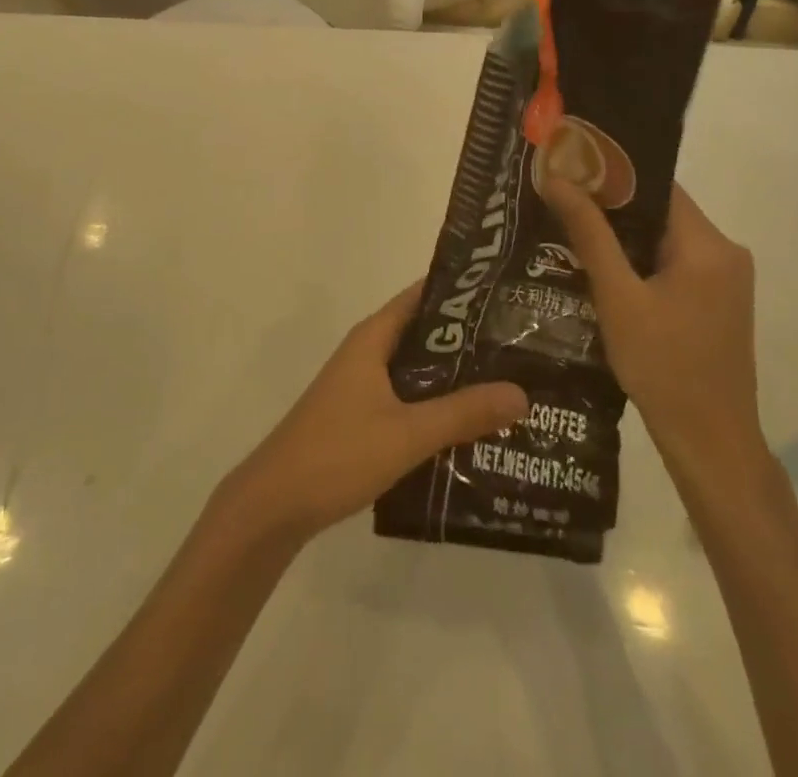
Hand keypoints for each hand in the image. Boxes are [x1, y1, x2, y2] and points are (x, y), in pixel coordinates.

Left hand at [222, 285, 528, 544]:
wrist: (275, 504)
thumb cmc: (338, 453)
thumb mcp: (408, 433)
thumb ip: (463, 413)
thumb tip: (522, 392)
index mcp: (373, 338)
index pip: (421, 297)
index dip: (461, 293)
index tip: (506, 296)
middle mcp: (367, 353)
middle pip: (424, 334)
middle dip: (467, 339)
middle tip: (520, 345)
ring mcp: (362, 386)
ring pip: (417, 370)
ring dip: (454, 376)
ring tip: (507, 383)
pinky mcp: (361, 417)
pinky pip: (407, 398)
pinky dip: (436, 404)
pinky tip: (470, 425)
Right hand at [541, 177, 762, 484]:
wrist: (710, 442)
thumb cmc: (662, 366)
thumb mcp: (617, 297)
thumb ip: (589, 233)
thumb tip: (557, 179)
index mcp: (709, 245)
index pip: (657, 186)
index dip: (612, 175)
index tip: (568, 173)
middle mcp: (727, 252)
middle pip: (662, 210)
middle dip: (612, 207)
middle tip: (562, 204)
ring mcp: (727, 279)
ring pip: (666, 238)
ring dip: (625, 236)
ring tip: (573, 232)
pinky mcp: (720, 301)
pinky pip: (676, 263)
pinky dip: (642, 261)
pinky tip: (604, 271)